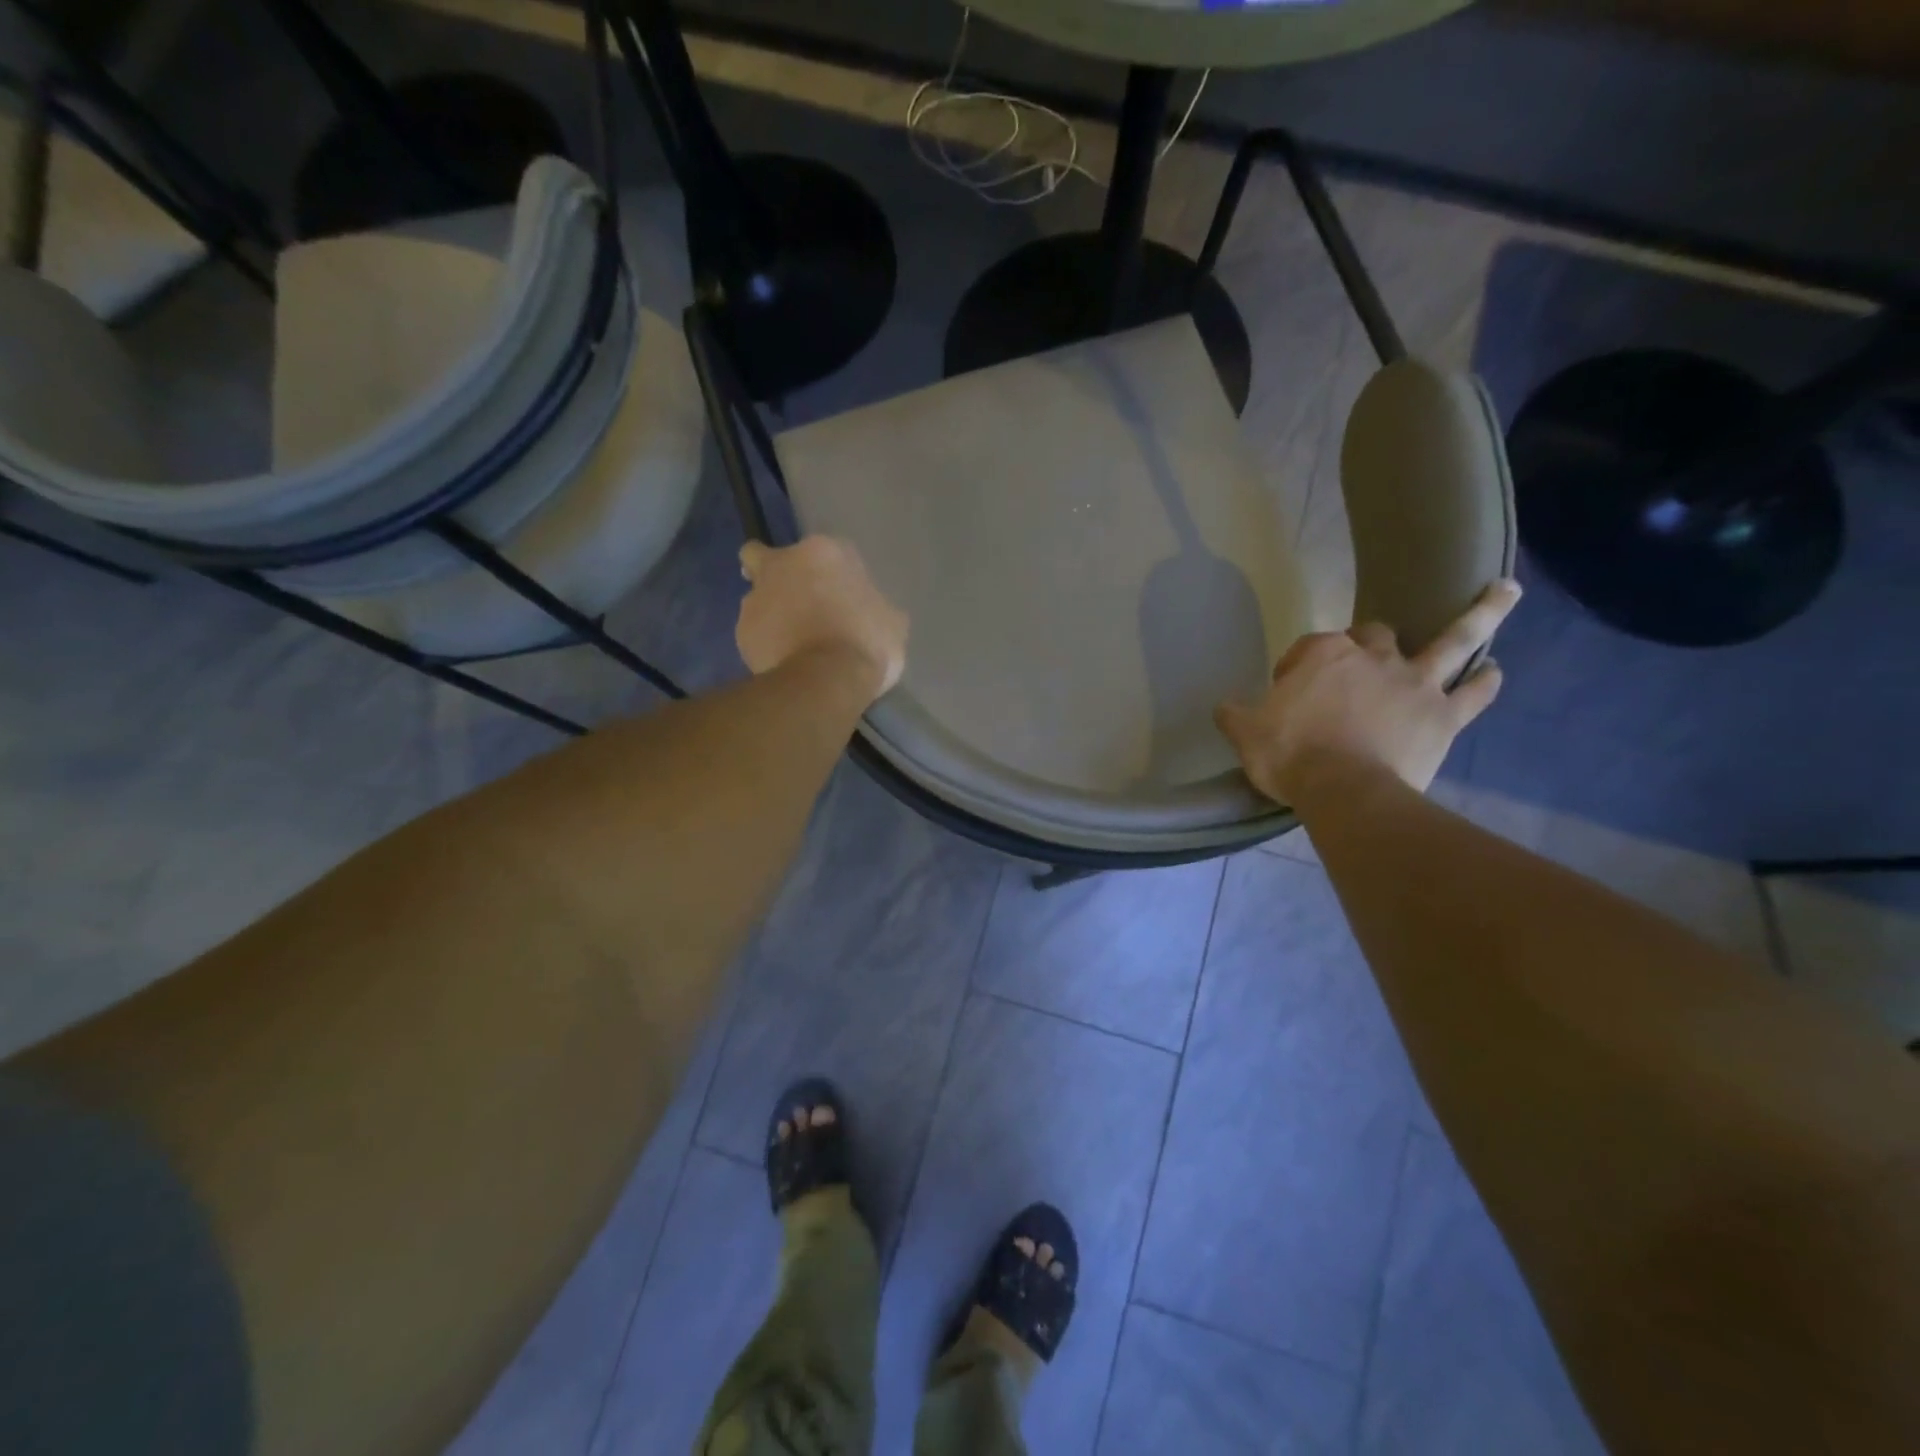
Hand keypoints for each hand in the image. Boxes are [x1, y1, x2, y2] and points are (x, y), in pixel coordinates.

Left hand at [735, 536, 907, 703]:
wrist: (826, 681)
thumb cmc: (866, 643)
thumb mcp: (891, 623)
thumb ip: (874, 607)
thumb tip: (870, 614)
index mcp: (825, 551)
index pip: (824, 551)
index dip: (833, 574)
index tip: (843, 598)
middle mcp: (783, 564)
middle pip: (762, 556)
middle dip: (774, 574)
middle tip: (794, 601)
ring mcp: (756, 597)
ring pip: (757, 598)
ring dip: (771, 614)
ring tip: (792, 645)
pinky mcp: (741, 631)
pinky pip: (754, 634)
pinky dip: (766, 644)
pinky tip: (784, 663)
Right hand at [1215, 580, 1520, 804]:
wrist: (1345, 792)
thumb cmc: (1290, 756)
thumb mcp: (1245, 733)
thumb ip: (1234, 714)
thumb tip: (1224, 707)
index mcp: (1323, 657)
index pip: (1309, 647)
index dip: (1297, 667)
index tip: (1286, 691)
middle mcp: (1374, 658)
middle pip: (1374, 634)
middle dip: (1366, 641)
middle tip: (1357, 664)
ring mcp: (1415, 683)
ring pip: (1453, 640)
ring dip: (1481, 614)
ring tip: (1504, 590)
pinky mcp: (1443, 716)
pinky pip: (1473, 693)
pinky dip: (1485, 681)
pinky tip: (1494, 670)